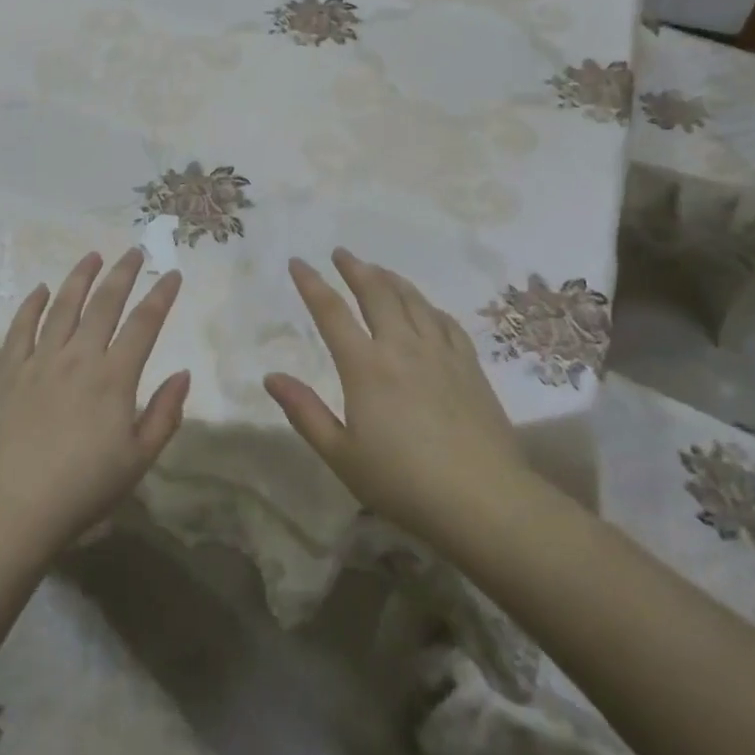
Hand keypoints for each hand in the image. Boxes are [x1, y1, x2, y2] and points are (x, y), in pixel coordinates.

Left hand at [0, 249, 189, 558]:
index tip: (172, 274)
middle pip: (104, 303)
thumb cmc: (83, 490)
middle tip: (134, 251)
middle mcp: (78, 357)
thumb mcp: (139, 460)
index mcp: (114, 377)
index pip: (144, 323)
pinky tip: (39, 290)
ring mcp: (39, 361)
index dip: (161, 295)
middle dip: (122, 273)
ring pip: (62, 306)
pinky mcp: (8, 373)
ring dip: (79, 278)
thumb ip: (165, 414)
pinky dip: (30, 305)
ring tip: (92, 256)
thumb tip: (182, 373)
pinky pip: (19, 329)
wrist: (12, 510)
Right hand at [264, 249, 531, 549]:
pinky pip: (445, 321)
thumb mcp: (341, 455)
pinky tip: (425, 307)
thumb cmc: (403, 483)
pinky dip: (428, 306)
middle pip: (376, 292)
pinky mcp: (470, 365)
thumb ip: (305, 412)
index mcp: (365, 366)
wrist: (483, 500)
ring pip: (413, 300)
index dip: (311, 283)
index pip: (331, 311)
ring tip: (378, 269)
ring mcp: (440, 353)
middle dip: (355, 269)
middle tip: (341, 253)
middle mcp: (402, 347)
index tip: (298, 262)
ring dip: (390, 279)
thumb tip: (271, 377)